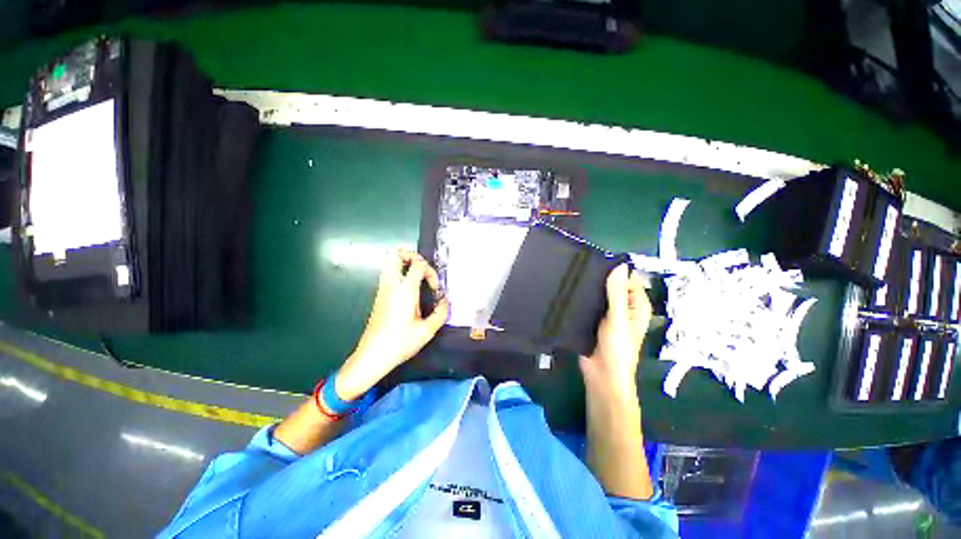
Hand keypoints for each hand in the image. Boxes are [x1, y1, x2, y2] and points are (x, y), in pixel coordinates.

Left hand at [336, 250, 448, 400]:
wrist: (372, 356)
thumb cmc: (400, 343)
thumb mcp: (427, 330)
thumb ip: (441, 313)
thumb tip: (446, 302)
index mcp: (405, 290)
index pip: (418, 265)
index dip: (430, 271)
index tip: (434, 288)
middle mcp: (391, 285)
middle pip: (395, 255)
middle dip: (411, 255)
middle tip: (423, 268)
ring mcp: (382, 290)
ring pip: (389, 263)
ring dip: (404, 264)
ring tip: (418, 277)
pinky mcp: (379, 297)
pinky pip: (388, 275)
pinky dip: (399, 274)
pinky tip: (409, 290)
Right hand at [580, 263, 650, 399]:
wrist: (601, 375)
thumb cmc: (616, 348)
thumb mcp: (617, 318)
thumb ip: (617, 292)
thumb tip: (619, 265)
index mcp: (636, 304)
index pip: (628, 279)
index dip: (614, 270)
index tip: (594, 261)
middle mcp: (623, 306)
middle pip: (612, 285)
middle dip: (599, 278)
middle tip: (578, 267)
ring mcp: (607, 313)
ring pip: (598, 294)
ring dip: (589, 288)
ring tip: (571, 277)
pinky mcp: (593, 319)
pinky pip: (588, 303)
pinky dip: (581, 298)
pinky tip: (568, 291)